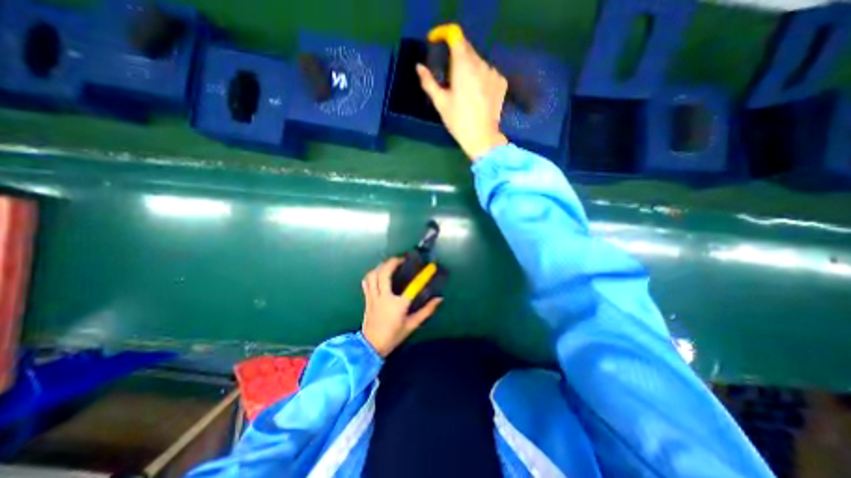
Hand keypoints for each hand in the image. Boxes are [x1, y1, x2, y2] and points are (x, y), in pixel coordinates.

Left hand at [359, 257, 442, 354]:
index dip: (423, 276)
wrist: (371, 346)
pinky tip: (378, 272)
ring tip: (389, 264)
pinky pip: (367, 282)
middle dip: (393, 262)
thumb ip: (426, 311)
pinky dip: (372, 274)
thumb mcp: (412, 325)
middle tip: (401, 259)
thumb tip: (439, 299)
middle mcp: (384, 298)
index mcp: (398, 305)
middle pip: (385, 274)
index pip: (412, 287)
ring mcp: (373, 297)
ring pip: (373, 275)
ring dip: (381, 266)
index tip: (430, 267)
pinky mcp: (367, 298)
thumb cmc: (393, 336)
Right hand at [418, 24, 506, 160]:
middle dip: (457, 56)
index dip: (446, 37)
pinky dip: (482, 78)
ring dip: (470, 68)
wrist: (482, 138)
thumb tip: (419, 67)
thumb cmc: (458, 121)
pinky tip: (478, 94)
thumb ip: (429, 82)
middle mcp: (480, 64)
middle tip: (450, 75)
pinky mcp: (501, 82)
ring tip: (465, 89)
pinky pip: (489, 73)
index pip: (456, 38)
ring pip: (479, 62)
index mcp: (463, 66)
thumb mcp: (440, 103)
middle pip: (468, 49)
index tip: (439, 44)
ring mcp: (493, 73)